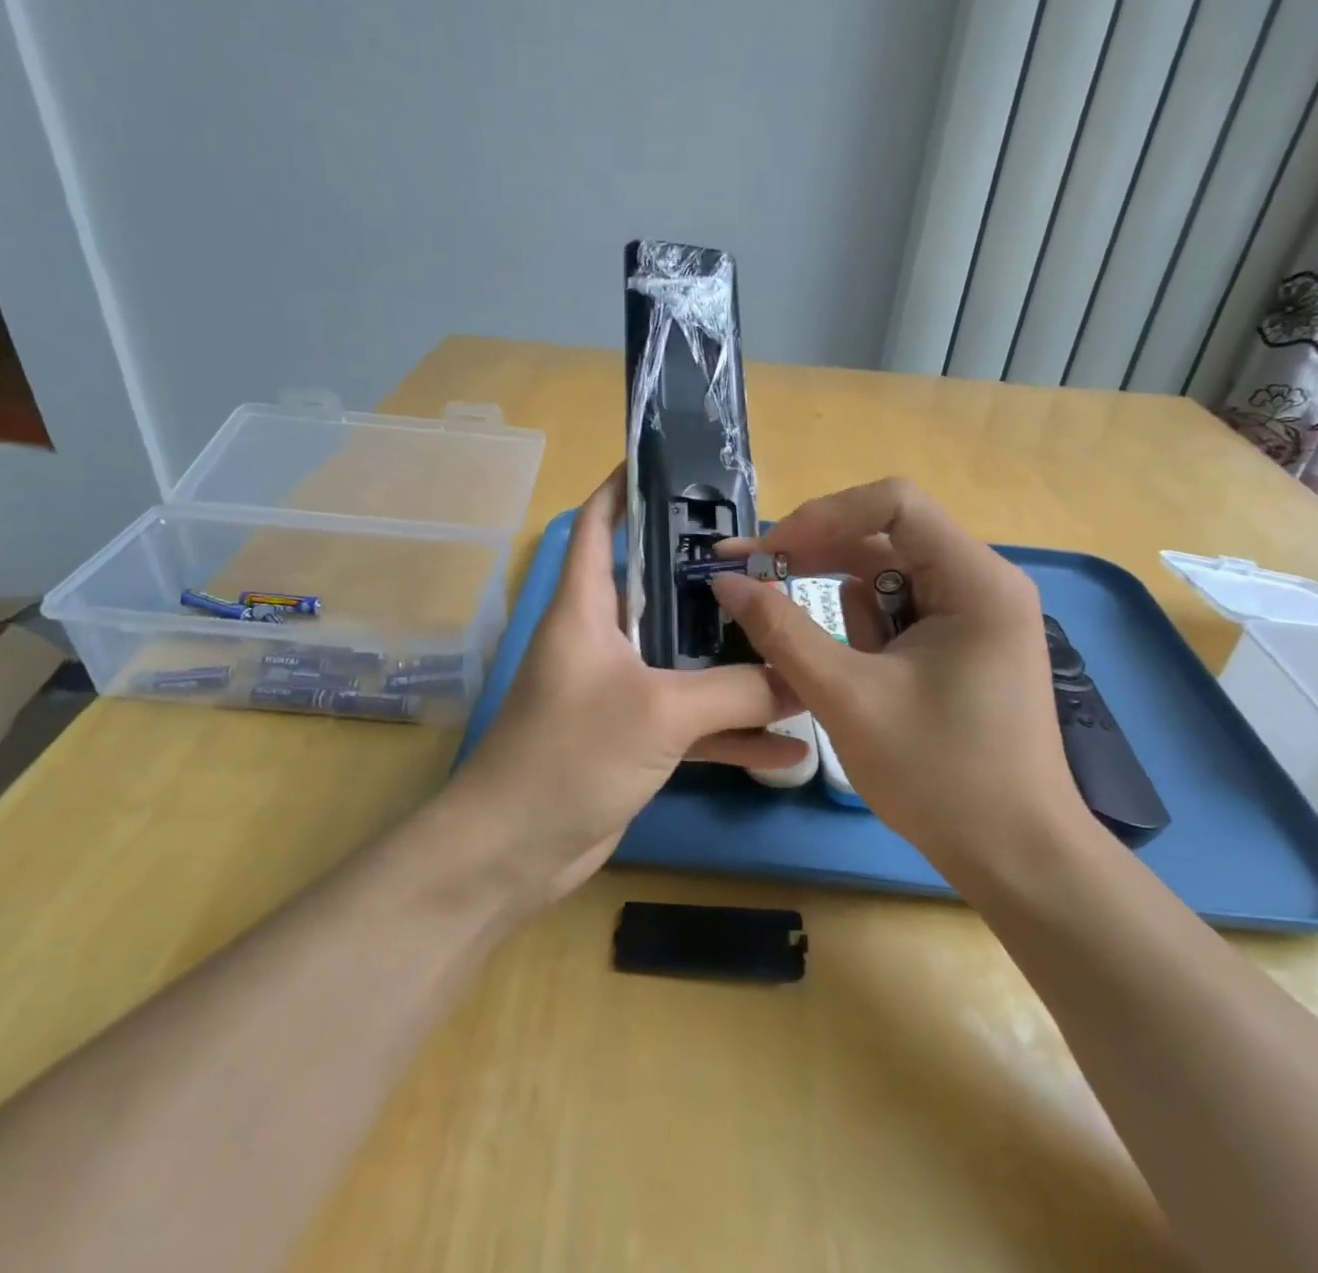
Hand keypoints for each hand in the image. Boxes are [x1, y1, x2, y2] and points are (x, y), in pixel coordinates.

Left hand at [449, 467, 803, 906]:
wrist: (513, 852)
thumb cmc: (571, 754)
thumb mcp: (660, 711)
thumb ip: (736, 690)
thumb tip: (804, 677)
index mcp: (586, 607)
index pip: (598, 524)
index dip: (625, 488)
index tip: (672, 465)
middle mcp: (602, 639)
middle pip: (661, 591)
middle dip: (712, 580)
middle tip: (776, 566)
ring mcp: (620, 691)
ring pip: (686, 662)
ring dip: (736, 664)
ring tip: (798, 648)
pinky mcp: (635, 739)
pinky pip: (693, 724)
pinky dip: (733, 733)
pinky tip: (789, 748)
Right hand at [712, 478, 1095, 890]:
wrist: (1014, 858)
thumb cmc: (939, 776)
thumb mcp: (846, 697)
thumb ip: (781, 630)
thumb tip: (726, 581)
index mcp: (975, 580)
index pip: (894, 503)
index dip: (824, 516)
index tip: (771, 554)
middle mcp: (982, 583)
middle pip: (885, 536)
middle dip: (819, 557)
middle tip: (753, 578)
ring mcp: (974, 615)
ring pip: (887, 579)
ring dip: (843, 612)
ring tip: (832, 671)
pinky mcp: (961, 644)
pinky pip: (898, 614)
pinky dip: (862, 635)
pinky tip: (857, 680)